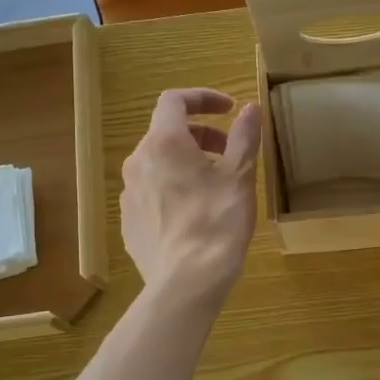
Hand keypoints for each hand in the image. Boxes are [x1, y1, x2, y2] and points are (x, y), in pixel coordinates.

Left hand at [120, 89, 260, 304]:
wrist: (186, 281)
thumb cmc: (217, 222)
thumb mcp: (239, 176)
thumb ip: (245, 137)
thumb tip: (251, 108)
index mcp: (164, 142)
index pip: (174, 100)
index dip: (202, 98)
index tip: (229, 109)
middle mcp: (138, 161)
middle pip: (166, 132)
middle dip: (200, 134)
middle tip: (229, 153)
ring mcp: (129, 193)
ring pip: (157, 163)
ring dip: (185, 162)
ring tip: (214, 186)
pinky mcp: (128, 221)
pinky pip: (150, 192)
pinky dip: (172, 189)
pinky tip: (194, 214)